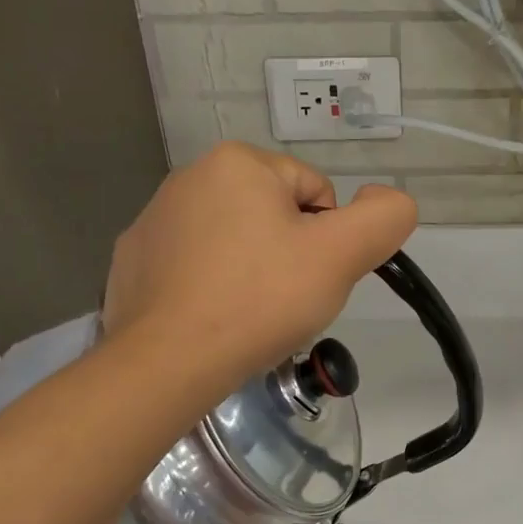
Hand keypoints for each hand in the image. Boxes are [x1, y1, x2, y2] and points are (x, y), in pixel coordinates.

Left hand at [103, 143, 416, 390]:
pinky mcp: (134, 259)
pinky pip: (194, 265)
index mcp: (239, 163)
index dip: (327, 240)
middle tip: (284, 301)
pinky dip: (210, 286)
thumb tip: (388, 198)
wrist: (169, 360)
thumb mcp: (341, 256)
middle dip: (289, 254)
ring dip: (251, 270)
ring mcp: (155, 219)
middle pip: (274, 214)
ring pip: (234, 240)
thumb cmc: (261, 300)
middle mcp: (190, 176)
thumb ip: (383, 218)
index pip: (316, 192)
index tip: (311, 279)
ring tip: (248, 314)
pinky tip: (212, 318)